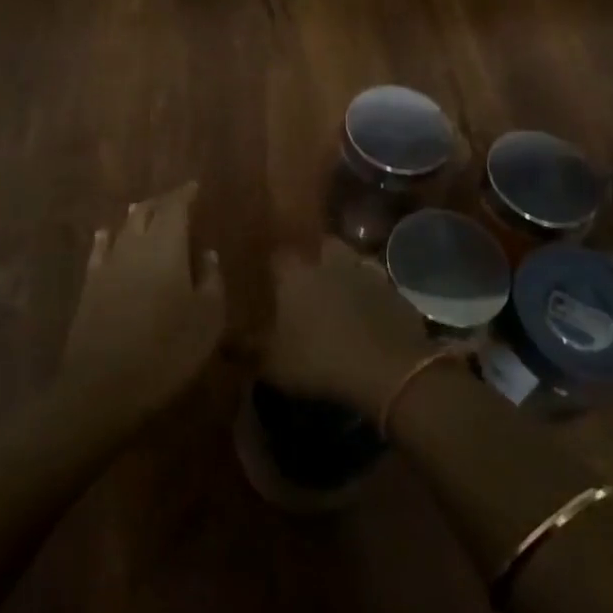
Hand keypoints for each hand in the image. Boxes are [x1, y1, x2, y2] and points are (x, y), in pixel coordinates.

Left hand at [60, 182, 224, 419]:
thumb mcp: (207, 318)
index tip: (195, 187)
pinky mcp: (89, 287)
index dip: (185, 194)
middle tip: (175, 201)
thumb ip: (211, 280)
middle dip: (162, 203)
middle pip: (146, 211)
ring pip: (123, 228)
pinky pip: (100, 250)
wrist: (104, 386)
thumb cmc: (167, 350)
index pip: (175, 206)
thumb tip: (207, 254)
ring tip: (145, 210)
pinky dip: (107, 238)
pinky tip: (106, 235)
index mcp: (166, 246)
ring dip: (136, 216)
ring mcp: (107, 265)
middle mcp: (134, 245)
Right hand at [260, 239, 433, 415]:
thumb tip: (221, 342)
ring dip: (342, 268)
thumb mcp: (273, 363)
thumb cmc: (320, 359)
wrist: (388, 366)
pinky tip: (366, 306)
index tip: (269, 274)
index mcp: (295, 272)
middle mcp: (327, 260)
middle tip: (305, 279)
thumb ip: (244, 349)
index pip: (277, 254)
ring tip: (336, 288)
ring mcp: (363, 269)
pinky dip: (369, 289)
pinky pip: (374, 280)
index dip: (273, 263)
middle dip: (311, 257)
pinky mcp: (392, 287)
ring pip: (348, 258)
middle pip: (317, 246)